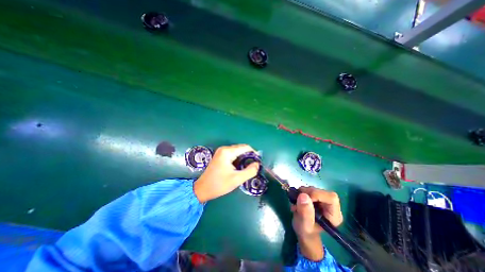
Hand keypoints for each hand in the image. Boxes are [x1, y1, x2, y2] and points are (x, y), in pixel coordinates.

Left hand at [194, 145, 261, 201]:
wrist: (202, 189)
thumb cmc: (219, 184)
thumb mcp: (237, 179)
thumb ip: (250, 171)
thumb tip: (257, 164)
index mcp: (227, 152)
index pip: (245, 147)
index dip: (254, 153)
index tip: (258, 161)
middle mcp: (224, 149)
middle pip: (241, 148)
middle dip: (249, 156)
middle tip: (253, 166)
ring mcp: (221, 152)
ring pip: (237, 152)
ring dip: (243, 158)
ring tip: (247, 168)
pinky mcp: (220, 156)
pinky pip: (232, 154)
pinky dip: (238, 159)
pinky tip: (239, 167)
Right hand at [289, 185, 342, 260]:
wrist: (303, 230)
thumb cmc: (306, 232)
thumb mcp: (304, 226)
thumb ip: (305, 213)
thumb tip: (303, 195)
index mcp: (334, 215)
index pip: (331, 198)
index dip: (317, 194)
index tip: (303, 198)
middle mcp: (331, 206)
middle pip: (321, 191)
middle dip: (307, 193)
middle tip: (296, 199)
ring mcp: (323, 200)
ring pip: (314, 189)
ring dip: (302, 192)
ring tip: (296, 202)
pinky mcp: (316, 197)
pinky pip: (308, 189)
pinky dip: (301, 192)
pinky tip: (297, 200)